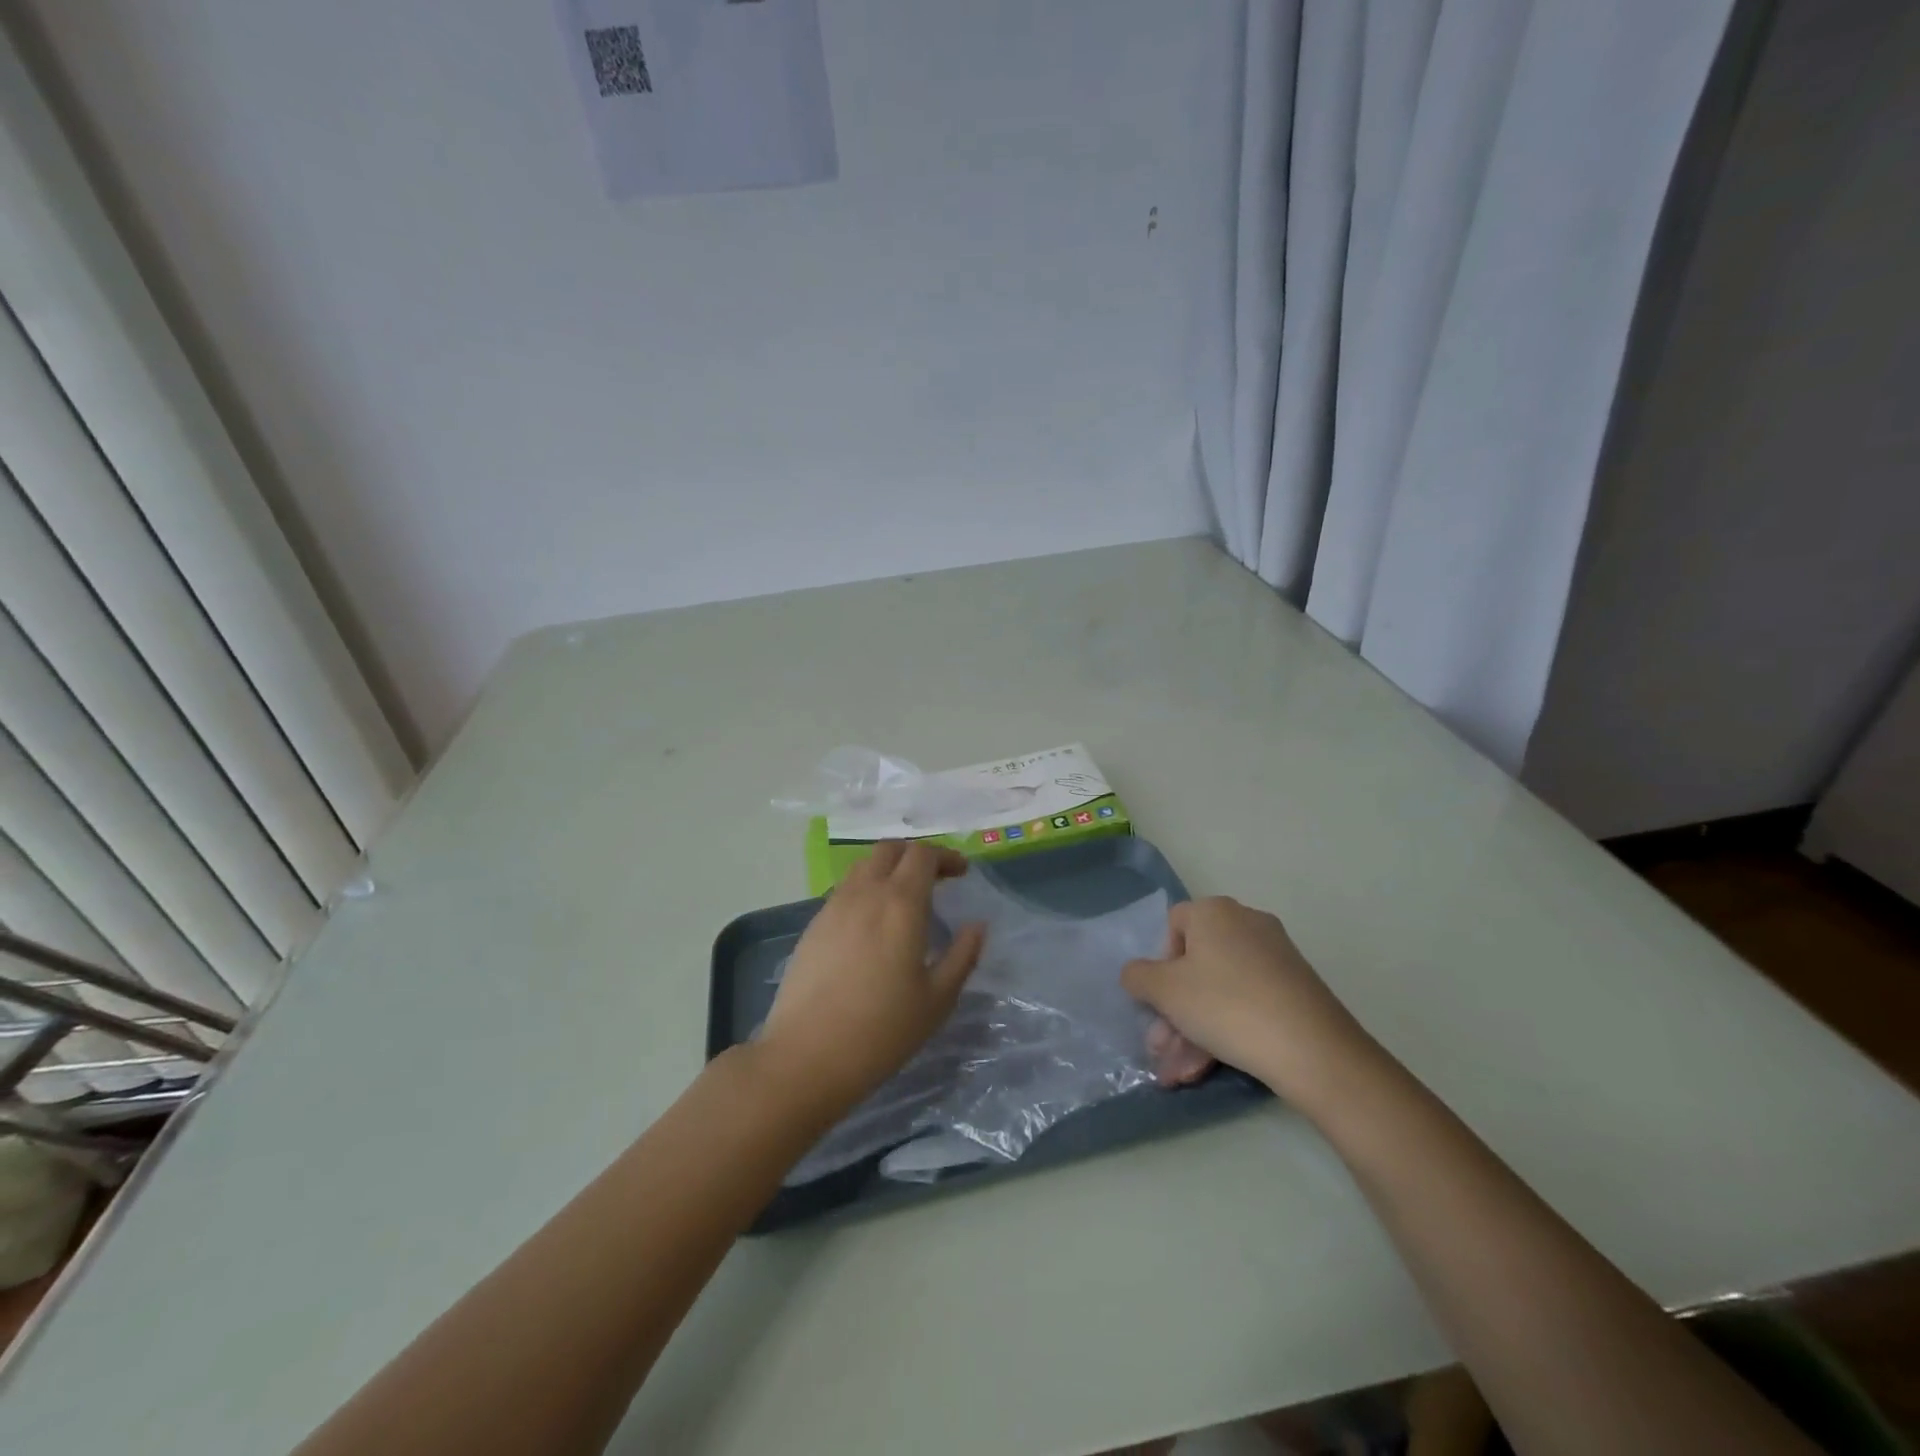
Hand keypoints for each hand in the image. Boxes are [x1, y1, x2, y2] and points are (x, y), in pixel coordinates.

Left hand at [756, 841, 984, 1119]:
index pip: (923, 854)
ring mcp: (833, 906)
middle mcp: (865, 893)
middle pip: (890, 849)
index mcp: (901, 903)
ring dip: (888, 870)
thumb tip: (977, 926)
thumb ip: (962, 956)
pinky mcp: (813, 925)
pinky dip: (865, 890)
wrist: (807, 1056)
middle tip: (936, 879)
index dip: (946, 856)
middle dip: (916, 855)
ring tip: (904, 900)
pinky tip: (872, 925)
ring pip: (863, 866)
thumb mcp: (937, 999)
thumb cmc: (882, 1030)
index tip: (962, 873)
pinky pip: (844, 890)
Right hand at [1123, 897, 1379, 1107]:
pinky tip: (1206, 1069)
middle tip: (1161, 1049)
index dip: (1159, 963)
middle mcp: (1246, 924)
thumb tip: (1137, 974)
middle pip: (1195, 966)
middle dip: (1173, 1012)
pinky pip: (1246, 1003)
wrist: (1312, 1050)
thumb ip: (1138, 977)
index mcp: (1214, 912)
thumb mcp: (1165, 991)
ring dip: (1193, 1031)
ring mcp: (1275, 957)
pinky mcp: (1295, 989)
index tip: (1159, 999)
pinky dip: (1225, 1031)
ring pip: (1219, 991)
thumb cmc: (1226, 1005)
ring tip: (1179, 1075)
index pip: (1173, 925)